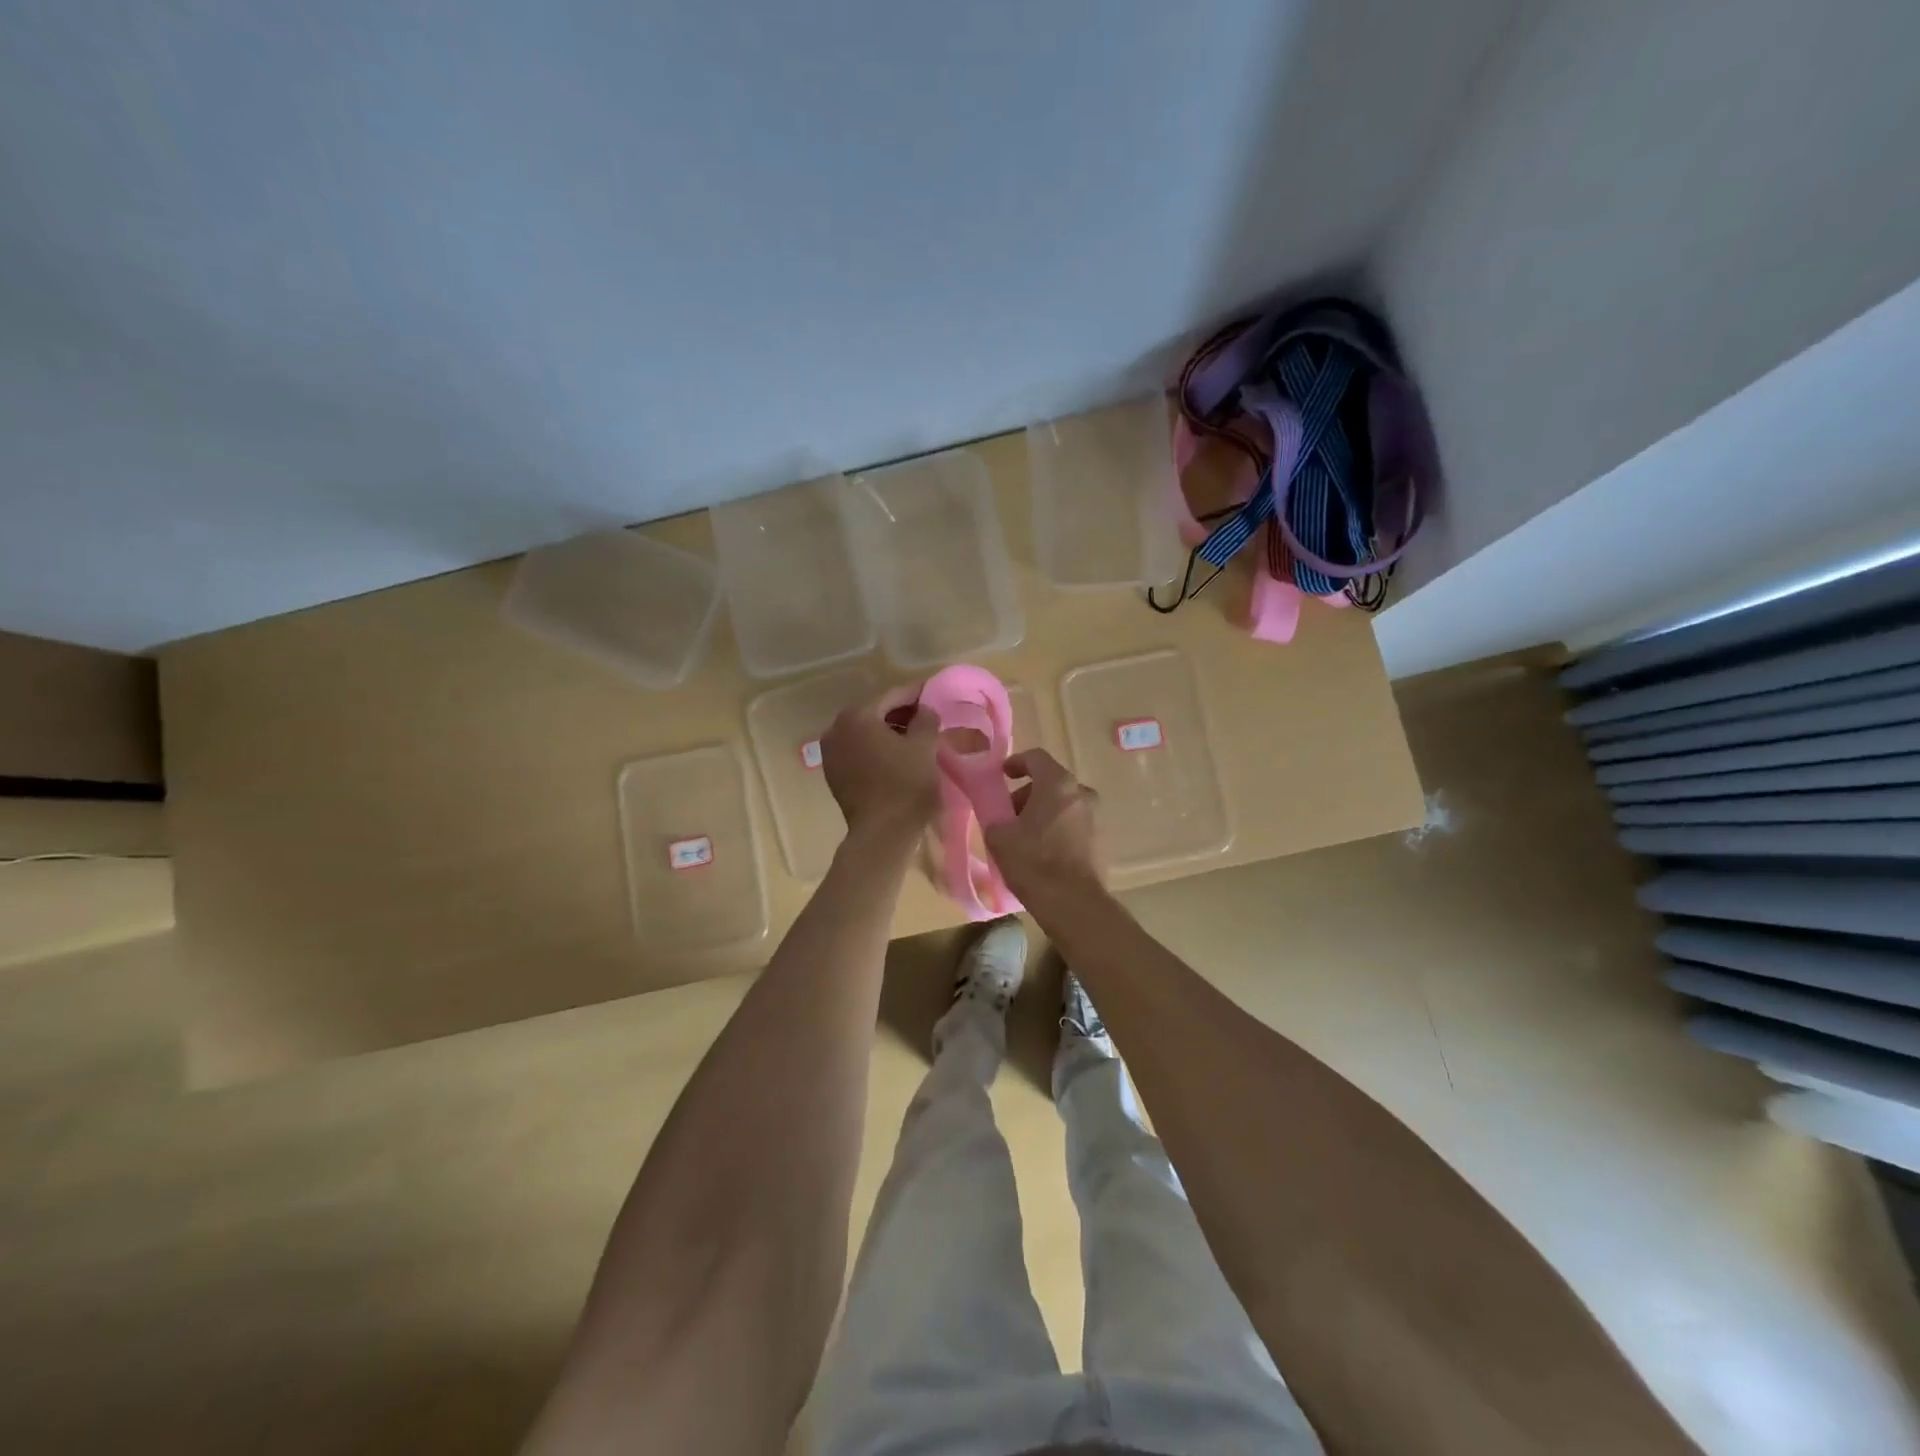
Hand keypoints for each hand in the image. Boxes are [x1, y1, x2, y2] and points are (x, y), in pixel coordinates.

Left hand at [820, 685, 941, 842]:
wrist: (882, 834)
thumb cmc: (905, 785)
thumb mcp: (924, 747)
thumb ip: (926, 718)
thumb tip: (925, 708)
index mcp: (857, 716)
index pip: (893, 695)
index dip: (917, 694)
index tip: (935, 695)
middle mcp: (836, 728)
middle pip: (875, 712)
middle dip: (902, 713)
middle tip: (928, 718)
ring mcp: (831, 753)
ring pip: (865, 733)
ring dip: (889, 732)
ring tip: (916, 739)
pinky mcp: (834, 774)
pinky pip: (858, 751)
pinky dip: (876, 749)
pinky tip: (896, 757)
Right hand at [984, 749, 1103, 903]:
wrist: (1073, 903)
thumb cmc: (1034, 862)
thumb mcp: (999, 837)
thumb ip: (995, 817)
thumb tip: (1000, 819)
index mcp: (1058, 784)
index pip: (1036, 758)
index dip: (1016, 762)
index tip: (1002, 775)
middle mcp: (1082, 793)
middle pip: (1051, 783)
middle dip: (1027, 795)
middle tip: (1009, 816)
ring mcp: (1097, 817)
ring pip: (1064, 805)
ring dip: (1043, 814)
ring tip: (1024, 838)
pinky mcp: (1102, 841)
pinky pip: (1074, 825)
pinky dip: (1058, 830)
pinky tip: (1043, 854)